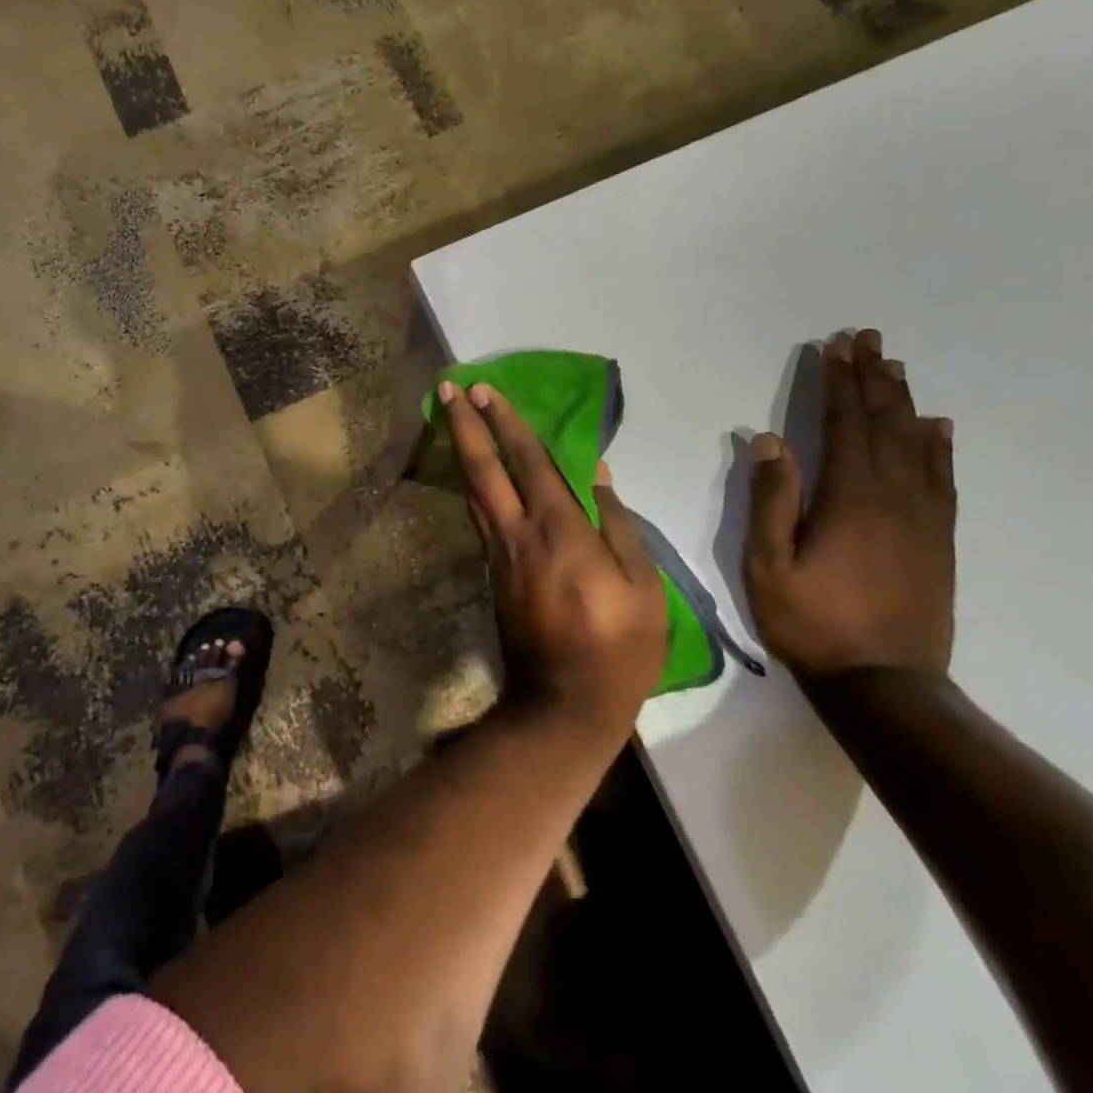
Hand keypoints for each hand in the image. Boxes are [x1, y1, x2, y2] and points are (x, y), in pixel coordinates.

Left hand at [440, 381, 666, 738]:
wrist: (563, 703)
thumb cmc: (618, 646)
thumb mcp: (643, 585)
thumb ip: (618, 523)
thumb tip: (599, 473)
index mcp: (560, 530)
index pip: (529, 461)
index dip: (507, 423)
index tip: (485, 391)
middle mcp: (518, 532)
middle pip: (484, 468)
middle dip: (465, 425)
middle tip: (449, 388)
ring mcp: (498, 554)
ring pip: (474, 491)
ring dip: (461, 450)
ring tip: (452, 419)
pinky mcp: (492, 573)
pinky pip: (480, 517)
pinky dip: (473, 486)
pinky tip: (473, 475)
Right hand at [745, 330, 956, 679]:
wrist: (885, 683)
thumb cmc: (811, 621)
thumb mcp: (767, 564)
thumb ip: (770, 500)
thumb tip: (769, 440)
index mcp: (849, 498)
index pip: (844, 425)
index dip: (838, 384)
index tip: (835, 347)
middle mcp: (893, 497)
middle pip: (884, 425)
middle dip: (872, 379)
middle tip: (867, 339)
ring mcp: (923, 518)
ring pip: (917, 445)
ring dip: (902, 402)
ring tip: (894, 367)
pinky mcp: (938, 540)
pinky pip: (942, 480)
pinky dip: (939, 447)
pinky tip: (937, 427)